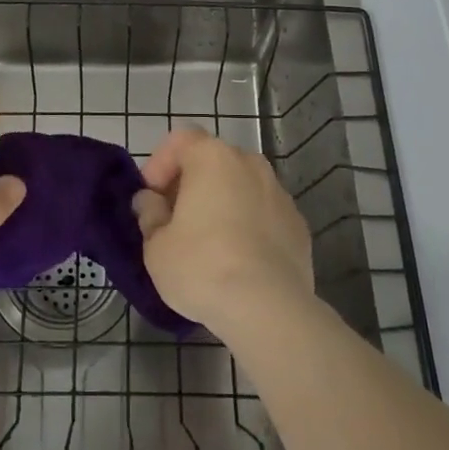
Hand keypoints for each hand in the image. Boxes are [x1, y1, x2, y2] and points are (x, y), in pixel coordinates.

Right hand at [132, 128, 314, 333]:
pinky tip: (239, 260)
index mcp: (212, 158)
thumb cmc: (202, 267)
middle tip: (174, 220)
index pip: (180, 140)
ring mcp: (279, 193)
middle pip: (213, 161)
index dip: (160, 164)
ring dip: (222, 203)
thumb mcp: (156, 246)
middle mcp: (250, 164)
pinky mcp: (298, 224)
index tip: (151, 198)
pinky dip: (249, 225)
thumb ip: (150, 214)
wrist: (268, 309)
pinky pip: (264, 213)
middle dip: (191, 183)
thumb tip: (150, 201)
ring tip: (208, 242)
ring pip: (241, 186)